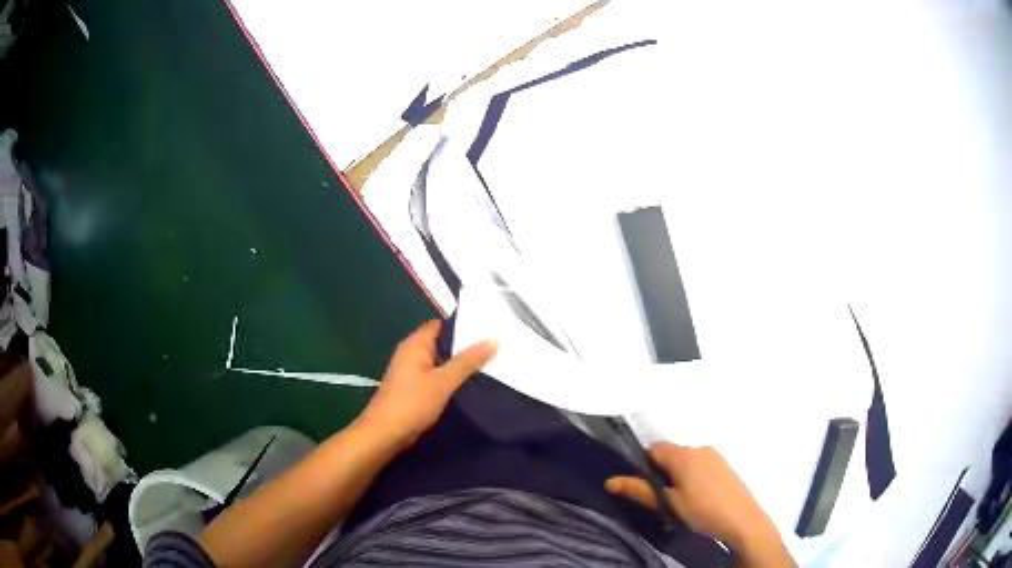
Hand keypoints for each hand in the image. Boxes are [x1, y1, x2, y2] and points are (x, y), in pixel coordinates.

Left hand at [359, 320, 496, 450]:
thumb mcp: (443, 381)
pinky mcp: (413, 387)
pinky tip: (469, 382)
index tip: (488, 327)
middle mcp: (411, 352)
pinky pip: (436, 374)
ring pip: (440, 360)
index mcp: (415, 344)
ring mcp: (411, 371)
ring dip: (459, 362)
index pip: (441, 324)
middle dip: (465, 344)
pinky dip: (450, 376)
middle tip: (494, 345)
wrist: (385, 433)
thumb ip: (468, 361)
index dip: (463, 324)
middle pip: (441, 342)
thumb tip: (493, 339)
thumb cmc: (412, 403)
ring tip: (489, 361)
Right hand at [607, 443, 794, 566]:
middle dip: (663, 472)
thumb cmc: (702, 511)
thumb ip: (640, 490)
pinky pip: (701, 464)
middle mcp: (700, 448)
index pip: (654, 449)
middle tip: (664, 498)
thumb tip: (610, 481)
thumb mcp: (668, 504)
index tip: (646, 487)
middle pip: (671, 454)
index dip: (645, 465)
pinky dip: (694, 477)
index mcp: (683, 455)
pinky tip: (699, 498)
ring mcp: (715, 455)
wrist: (742, 519)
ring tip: (682, 501)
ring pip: (687, 460)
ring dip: (679, 475)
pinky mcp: (725, 465)